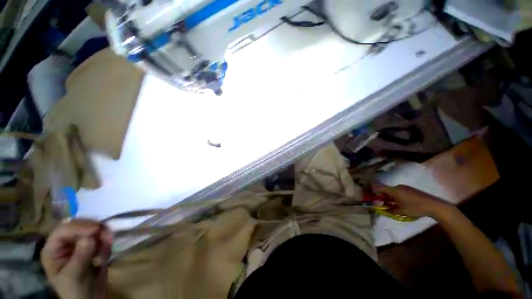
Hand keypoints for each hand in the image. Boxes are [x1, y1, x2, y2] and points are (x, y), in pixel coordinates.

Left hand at [41, 219, 112, 298]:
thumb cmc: (75, 291)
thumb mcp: (75, 275)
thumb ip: (81, 255)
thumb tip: (91, 235)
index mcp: (53, 250)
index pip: (62, 231)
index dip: (77, 227)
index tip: (96, 229)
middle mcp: (64, 245)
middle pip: (76, 226)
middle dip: (91, 227)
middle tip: (104, 231)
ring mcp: (79, 246)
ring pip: (90, 230)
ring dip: (101, 232)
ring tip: (109, 238)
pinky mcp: (92, 249)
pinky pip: (100, 238)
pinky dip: (106, 238)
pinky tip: (109, 243)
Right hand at [372, 184, 453, 218]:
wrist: (434, 205)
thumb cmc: (415, 208)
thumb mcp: (401, 211)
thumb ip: (390, 210)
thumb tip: (382, 209)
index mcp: (394, 190)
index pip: (380, 188)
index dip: (374, 192)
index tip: (372, 197)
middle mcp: (398, 187)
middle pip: (386, 190)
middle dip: (383, 197)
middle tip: (384, 205)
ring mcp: (405, 187)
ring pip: (393, 191)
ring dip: (391, 198)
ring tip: (393, 206)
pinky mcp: (411, 190)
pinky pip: (400, 192)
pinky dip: (397, 197)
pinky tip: (402, 204)